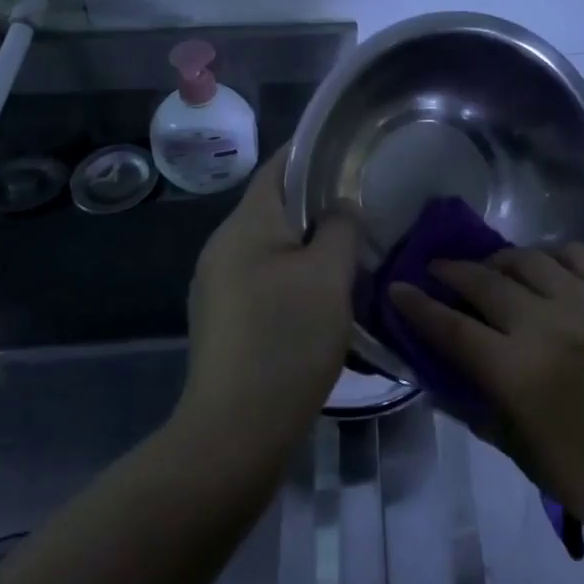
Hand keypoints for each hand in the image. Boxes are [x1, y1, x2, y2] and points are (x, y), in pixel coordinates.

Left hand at [181, 152, 361, 456]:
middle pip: (275, 206)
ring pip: (273, 244)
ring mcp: (219, 285)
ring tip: (354, 248)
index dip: (314, 152)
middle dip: (318, 201)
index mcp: (245, 225)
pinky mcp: (226, 318)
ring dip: (310, 242)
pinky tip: (326, 293)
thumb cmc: (286, 340)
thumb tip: (340, 207)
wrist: (235, 433)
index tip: (352, 150)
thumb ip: (339, 227)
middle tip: (365, 203)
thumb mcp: (328, 275)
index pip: (279, 167)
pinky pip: (266, 276)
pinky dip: (296, 272)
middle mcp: (224, 247)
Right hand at [388, 244, 583, 552]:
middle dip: (451, 272)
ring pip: (528, 259)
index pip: (452, 328)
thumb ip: (474, 400)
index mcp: (518, 374)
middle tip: (436, 270)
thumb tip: (438, 366)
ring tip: (488, 270)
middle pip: (485, 283)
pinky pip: (576, 254)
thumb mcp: (514, 448)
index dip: (418, 306)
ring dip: (498, 260)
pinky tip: (541, 266)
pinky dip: (549, 254)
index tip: (397, 288)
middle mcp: (549, 326)